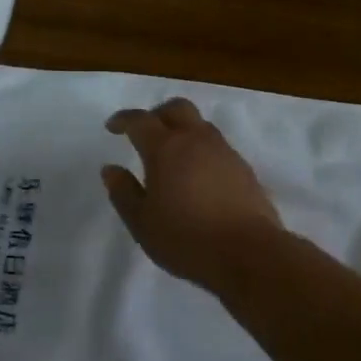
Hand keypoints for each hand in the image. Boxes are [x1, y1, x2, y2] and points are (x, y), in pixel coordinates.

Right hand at [101, 97, 284, 288]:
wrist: (249, 252)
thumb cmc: (186, 239)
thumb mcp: (142, 223)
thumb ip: (124, 192)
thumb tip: (111, 169)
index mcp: (165, 148)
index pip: (140, 120)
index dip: (124, 119)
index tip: (112, 127)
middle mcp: (195, 140)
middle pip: (176, 108)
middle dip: (157, 114)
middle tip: (145, 133)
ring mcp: (224, 151)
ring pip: (200, 125)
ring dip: (183, 130)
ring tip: (173, 156)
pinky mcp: (243, 168)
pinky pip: (217, 146)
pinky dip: (202, 150)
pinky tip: (199, 176)